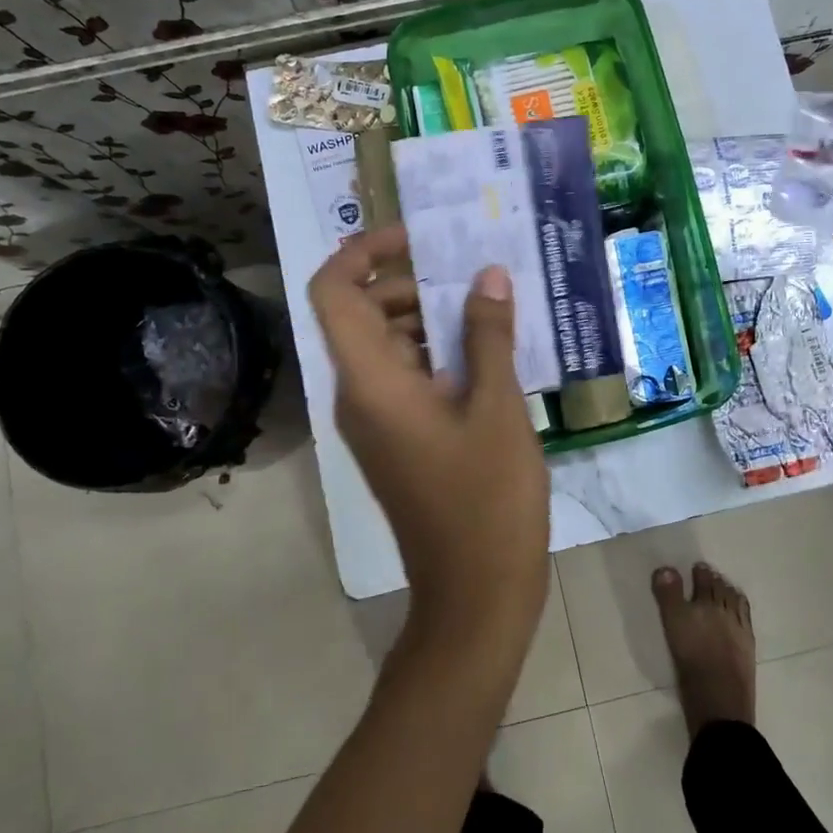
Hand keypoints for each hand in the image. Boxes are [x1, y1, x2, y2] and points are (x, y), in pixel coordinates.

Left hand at [308, 226, 550, 646]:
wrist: (476, 594)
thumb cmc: (488, 500)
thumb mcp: (497, 409)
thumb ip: (488, 336)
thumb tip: (486, 274)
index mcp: (370, 382)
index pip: (335, 293)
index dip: (363, 252)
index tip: (416, 238)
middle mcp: (359, 396)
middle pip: (364, 314)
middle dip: (412, 284)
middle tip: (475, 273)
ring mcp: (377, 422)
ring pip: (389, 347)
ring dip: (432, 320)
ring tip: (492, 307)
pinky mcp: (398, 441)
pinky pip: (407, 379)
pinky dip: (439, 356)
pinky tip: (491, 354)